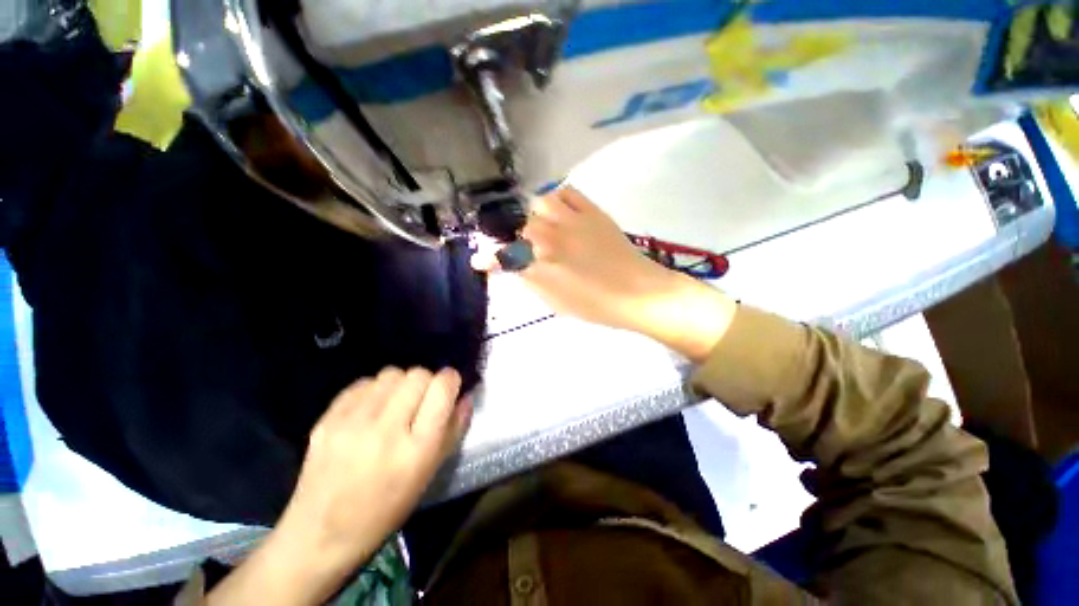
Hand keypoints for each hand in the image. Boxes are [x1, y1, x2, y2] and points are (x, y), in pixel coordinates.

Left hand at [284, 367, 470, 562]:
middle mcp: (386, 430)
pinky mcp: (327, 419)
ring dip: (400, 384)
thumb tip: (465, 394)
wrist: (321, 533)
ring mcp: (352, 423)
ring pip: (392, 373)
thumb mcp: (430, 472)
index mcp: (417, 448)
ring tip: (394, 404)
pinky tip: (370, 410)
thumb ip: (455, 428)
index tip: (448, 387)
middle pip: (418, 374)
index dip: (450, 380)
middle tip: (420, 399)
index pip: (442, 387)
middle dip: (426, 381)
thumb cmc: (388, 507)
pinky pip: (364, 383)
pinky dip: (374, 390)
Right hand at [472, 187, 736, 360]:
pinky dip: (558, 199)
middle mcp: (550, 239)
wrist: (637, 292)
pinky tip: (562, 212)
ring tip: (547, 227)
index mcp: (541, 267)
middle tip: (529, 248)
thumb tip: (515, 267)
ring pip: (539, 203)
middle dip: (518, 238)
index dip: (487, 258)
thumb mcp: (556, 303)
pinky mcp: (592, 211)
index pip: (503, 257)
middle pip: (519, 227)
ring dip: (537, 215)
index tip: (479, 259)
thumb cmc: (596, 306)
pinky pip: (566, 191)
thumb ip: (531, 282)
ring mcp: (571, 221)